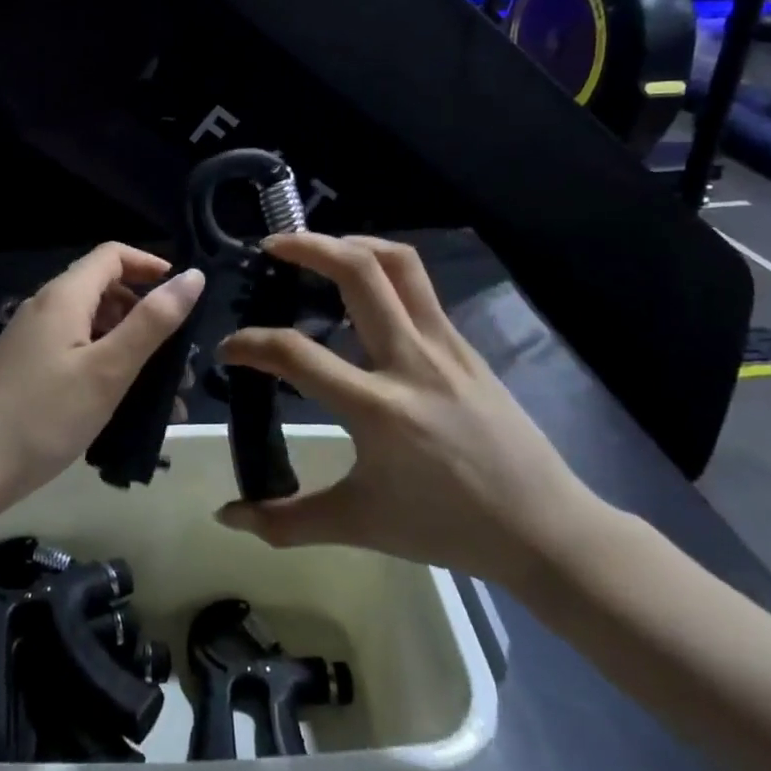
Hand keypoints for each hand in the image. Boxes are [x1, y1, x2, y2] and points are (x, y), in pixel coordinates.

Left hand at [0, 243, 206, 524]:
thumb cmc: (45, 416)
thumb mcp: (108, 369)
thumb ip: (153, 321)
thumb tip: (192, 276)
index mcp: (63, 296)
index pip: (113, 255)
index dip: (151, 266)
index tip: (184, 296)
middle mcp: (44, 307)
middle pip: (104, 290)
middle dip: (146, 315)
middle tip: (178, 356)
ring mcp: (31, 338)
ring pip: (92, 326)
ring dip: (130, 347)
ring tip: (161, 392)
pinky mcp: (26, 367)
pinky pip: (75, 351)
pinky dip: (105, 365)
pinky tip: (123, 404)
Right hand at [214, 233, 605, 585]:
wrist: (543, 528)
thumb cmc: (446, 527)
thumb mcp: (358, 526)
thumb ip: (286, 521)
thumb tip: (226, 516)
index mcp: (377, 408)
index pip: (296, 355)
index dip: (250, 344)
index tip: (229, 347)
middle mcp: (409, 361)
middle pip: (357, 273)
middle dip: (307, 247)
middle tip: (272, 247)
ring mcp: (443, 345)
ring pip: (397, 264)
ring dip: (352, 243)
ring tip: (319, 248)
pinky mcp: (464, 344)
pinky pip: (420, 286)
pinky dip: (383, 268)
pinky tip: (364, 288)